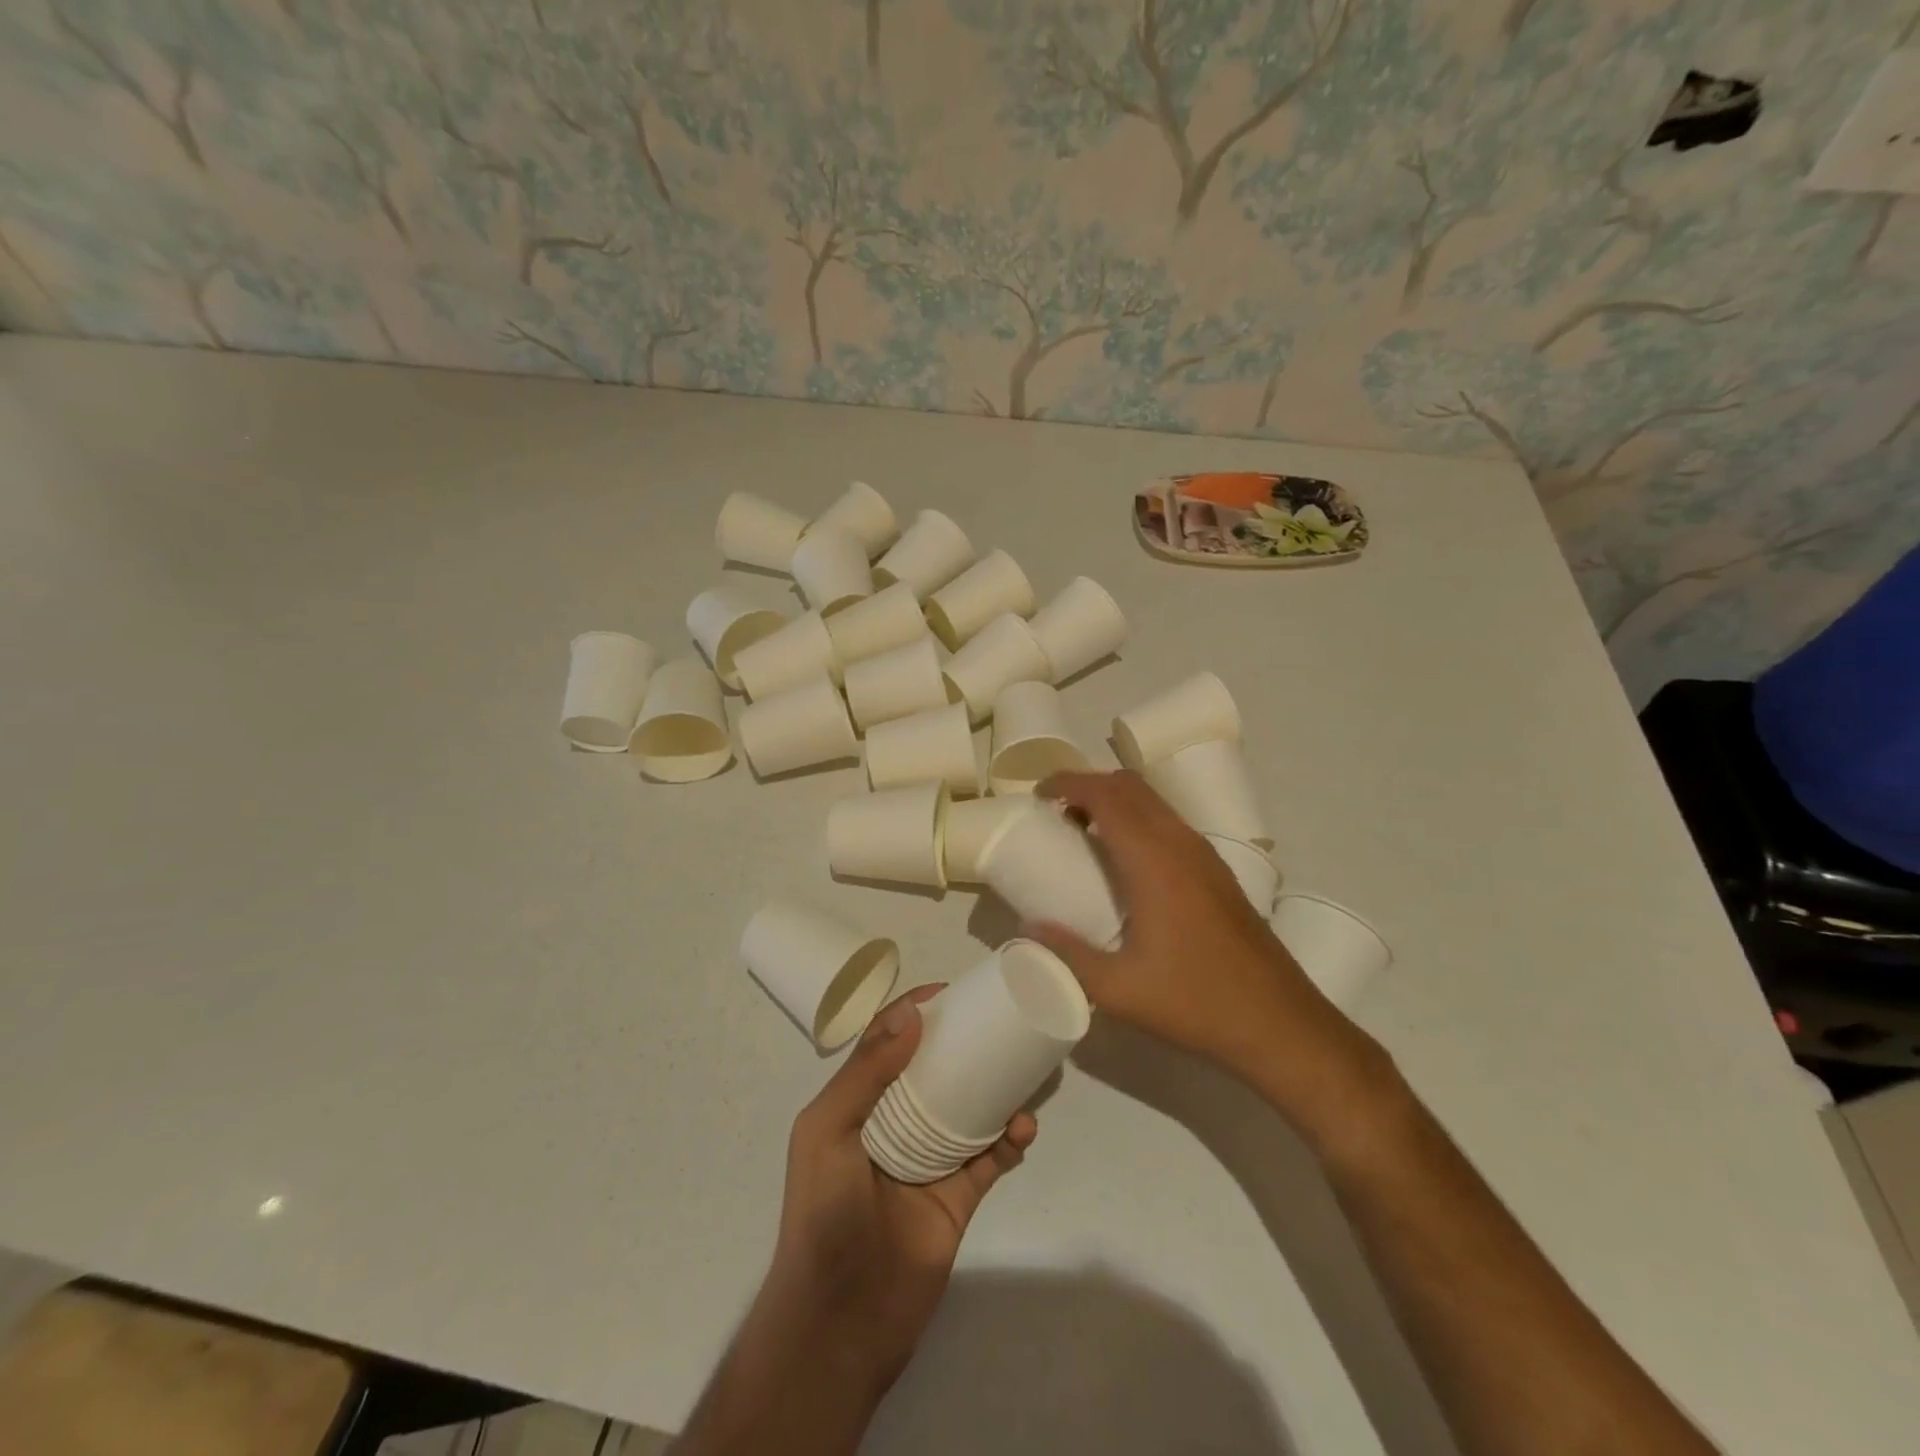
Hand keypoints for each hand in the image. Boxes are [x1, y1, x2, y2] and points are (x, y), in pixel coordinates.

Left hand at [764, 985, 1036, 1394]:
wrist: (839, 1324)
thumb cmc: (823, 1215)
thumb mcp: (826, 1132)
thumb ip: (865, 1073)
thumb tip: (911, 1015)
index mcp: (857, 1106)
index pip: (887, 1045)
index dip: (914, 1014)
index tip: (951, 991)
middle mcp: (893, 1126)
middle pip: (934, 1072)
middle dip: (963, 1045)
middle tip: (997, 1021)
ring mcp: (927, 1162)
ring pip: (968, 1111)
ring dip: (995, 1090)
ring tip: (1023, 1071)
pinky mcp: (957, 1199)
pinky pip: (990, 1160)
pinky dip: (1009, 1141)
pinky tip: (1024, 1128)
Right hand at [1028, 770, 1386, 1140]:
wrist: (1280, 1025)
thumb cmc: (1195, 1002)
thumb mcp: (1119, 988)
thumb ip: (1068, 954)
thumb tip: (1028, 928)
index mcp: (1154, 861)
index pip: (1106, 795)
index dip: (1068, 783)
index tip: (1037, 795)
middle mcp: (1181, 844)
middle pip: (1130, 786)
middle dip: (1088, 785)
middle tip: (1055, 812)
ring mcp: (1205, 856)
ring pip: (1154, 802)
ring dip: (1116, 801)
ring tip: (1083, 832)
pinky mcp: (1218, 872)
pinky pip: (1169, 823)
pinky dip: (1138, 819)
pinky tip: (1126, 861)